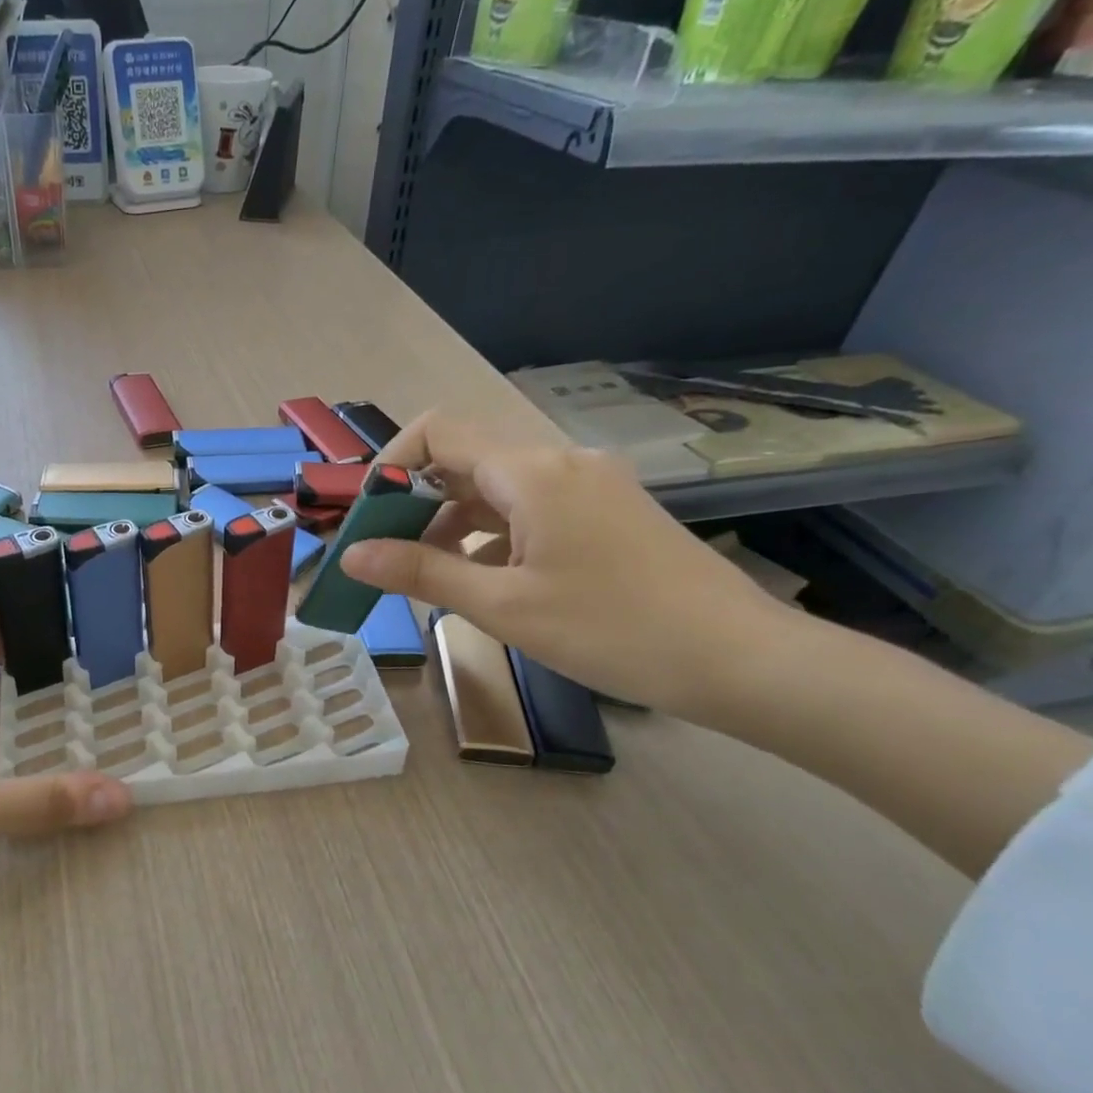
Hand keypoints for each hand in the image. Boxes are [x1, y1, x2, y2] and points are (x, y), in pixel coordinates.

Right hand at [338, 412, 792, 716]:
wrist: (740, 660)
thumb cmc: (613, 629)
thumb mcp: (504, 606)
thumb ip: (422, 573)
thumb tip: (351, 556)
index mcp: (533, 472)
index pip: (438, 432)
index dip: (390, 465)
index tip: (365, 516)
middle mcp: (560, 462)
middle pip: (465, 459)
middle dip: (414, 502)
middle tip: (384, 554)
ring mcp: (589, 486)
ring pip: (496, 487)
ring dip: (451, 522)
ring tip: (427, 574)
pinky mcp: (606, 513)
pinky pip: (529, 508)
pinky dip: (491, 534)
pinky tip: (482, 579)